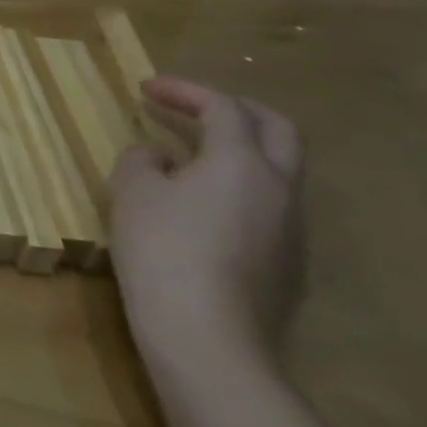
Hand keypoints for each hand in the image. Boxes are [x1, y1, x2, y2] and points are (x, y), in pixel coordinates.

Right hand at [107, 77, 303, 371]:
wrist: (207, 338)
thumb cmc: (163, 249)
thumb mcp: (133, 192)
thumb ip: (142, 161)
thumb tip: (159, 157)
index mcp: (242, 163)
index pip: (223, 107)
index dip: (185, 91)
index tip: (145, 88)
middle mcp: (281, 190)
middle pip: (276, 130)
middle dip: (234, 109)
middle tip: (192, 107)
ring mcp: (293, 232)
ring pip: (278, 172)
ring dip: (238, 152)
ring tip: (189, 158)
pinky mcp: (289, 268)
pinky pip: (269, 210)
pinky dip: (239, 190)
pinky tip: (201, 209)